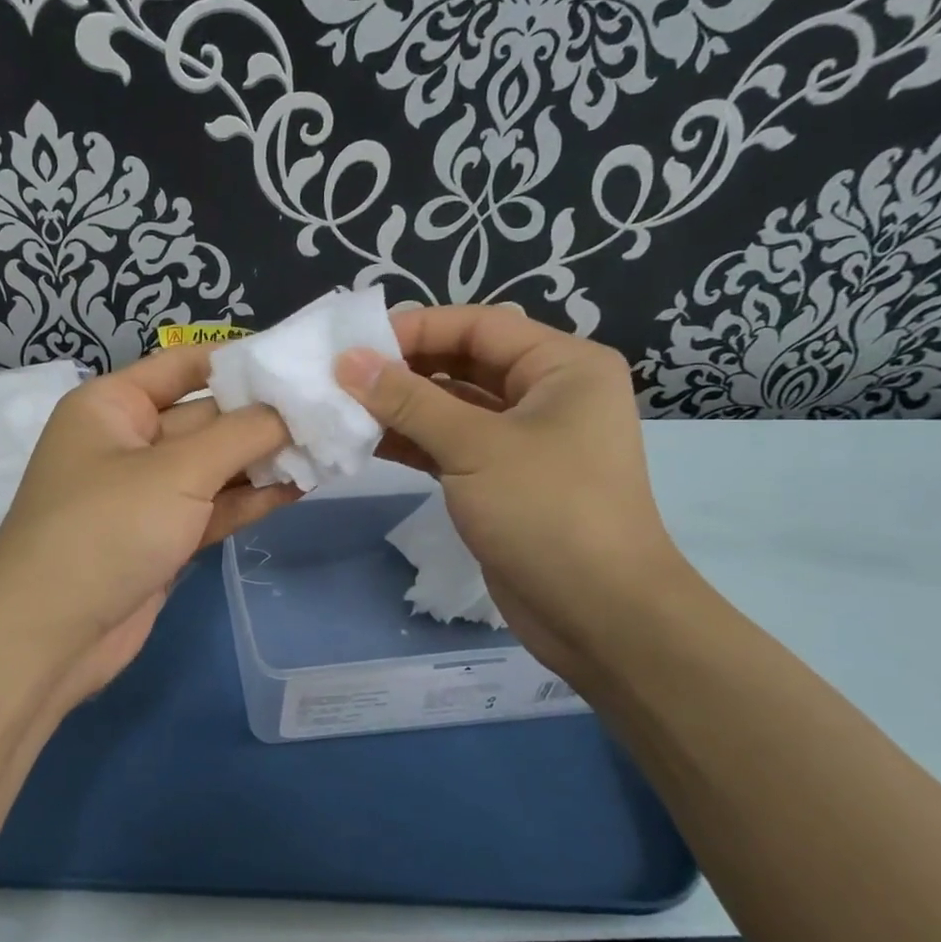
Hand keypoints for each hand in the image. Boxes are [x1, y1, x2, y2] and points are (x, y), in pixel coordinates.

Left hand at [0, 347, 297, 714]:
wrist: (49, 637)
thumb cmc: (105, 530)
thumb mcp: (176, 471)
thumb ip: (242, 434)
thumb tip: (294, 406)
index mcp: (112, 405)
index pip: (184, 365)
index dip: (241, 361)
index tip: (301, 361)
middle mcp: (128, 441)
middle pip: (207, 416)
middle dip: (264, 416)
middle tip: (332, 409)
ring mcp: (146, 493)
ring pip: (214, 465)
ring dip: (265, 460)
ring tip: (330, 447)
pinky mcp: (162, 537)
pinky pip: (213, 506)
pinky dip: (251, 499)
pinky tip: (301, 487)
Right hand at [334, 306, 689, 678]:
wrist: (599, 616)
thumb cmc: (548, 513)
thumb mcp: (475, 447)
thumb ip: (408, 400)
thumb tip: (347, 361)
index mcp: (562, 366)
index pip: (478, 325)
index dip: (415, 328)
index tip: (354, 343)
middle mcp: (547, 393)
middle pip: (464, 362)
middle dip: (404, 368)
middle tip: (341, 375)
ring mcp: (524, 439)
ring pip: (452, 406)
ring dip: (401, 407)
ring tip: (343, 407)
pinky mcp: (502, 478)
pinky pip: (450, 444)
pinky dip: (412, 441)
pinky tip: (366, 440)